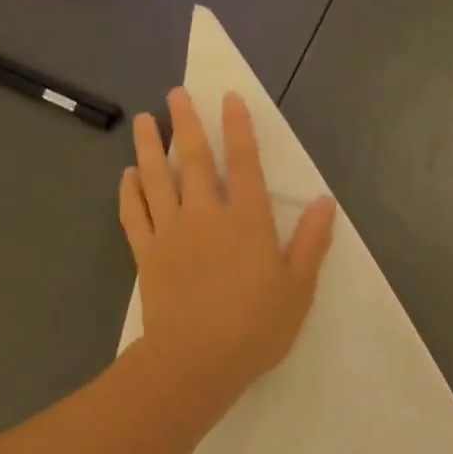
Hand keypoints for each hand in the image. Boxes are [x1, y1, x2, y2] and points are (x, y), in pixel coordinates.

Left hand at [120, 87, 336, 405]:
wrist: (198, 359)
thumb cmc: (257, 328)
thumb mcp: (298, 289)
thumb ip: (311, 243)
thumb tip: (326, 203)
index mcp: (248, 221)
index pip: (243, 163)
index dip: (237, 128)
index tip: (229, 98)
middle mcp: (206, 215)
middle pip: (192, 159)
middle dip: (185, 122)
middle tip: (175, 94)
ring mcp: (171, 233)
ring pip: (155, 178)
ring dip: (149, 146)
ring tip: (144, 120)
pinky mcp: (147, 255)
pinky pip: (133, 214)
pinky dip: (128, 192)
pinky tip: (127, 176)